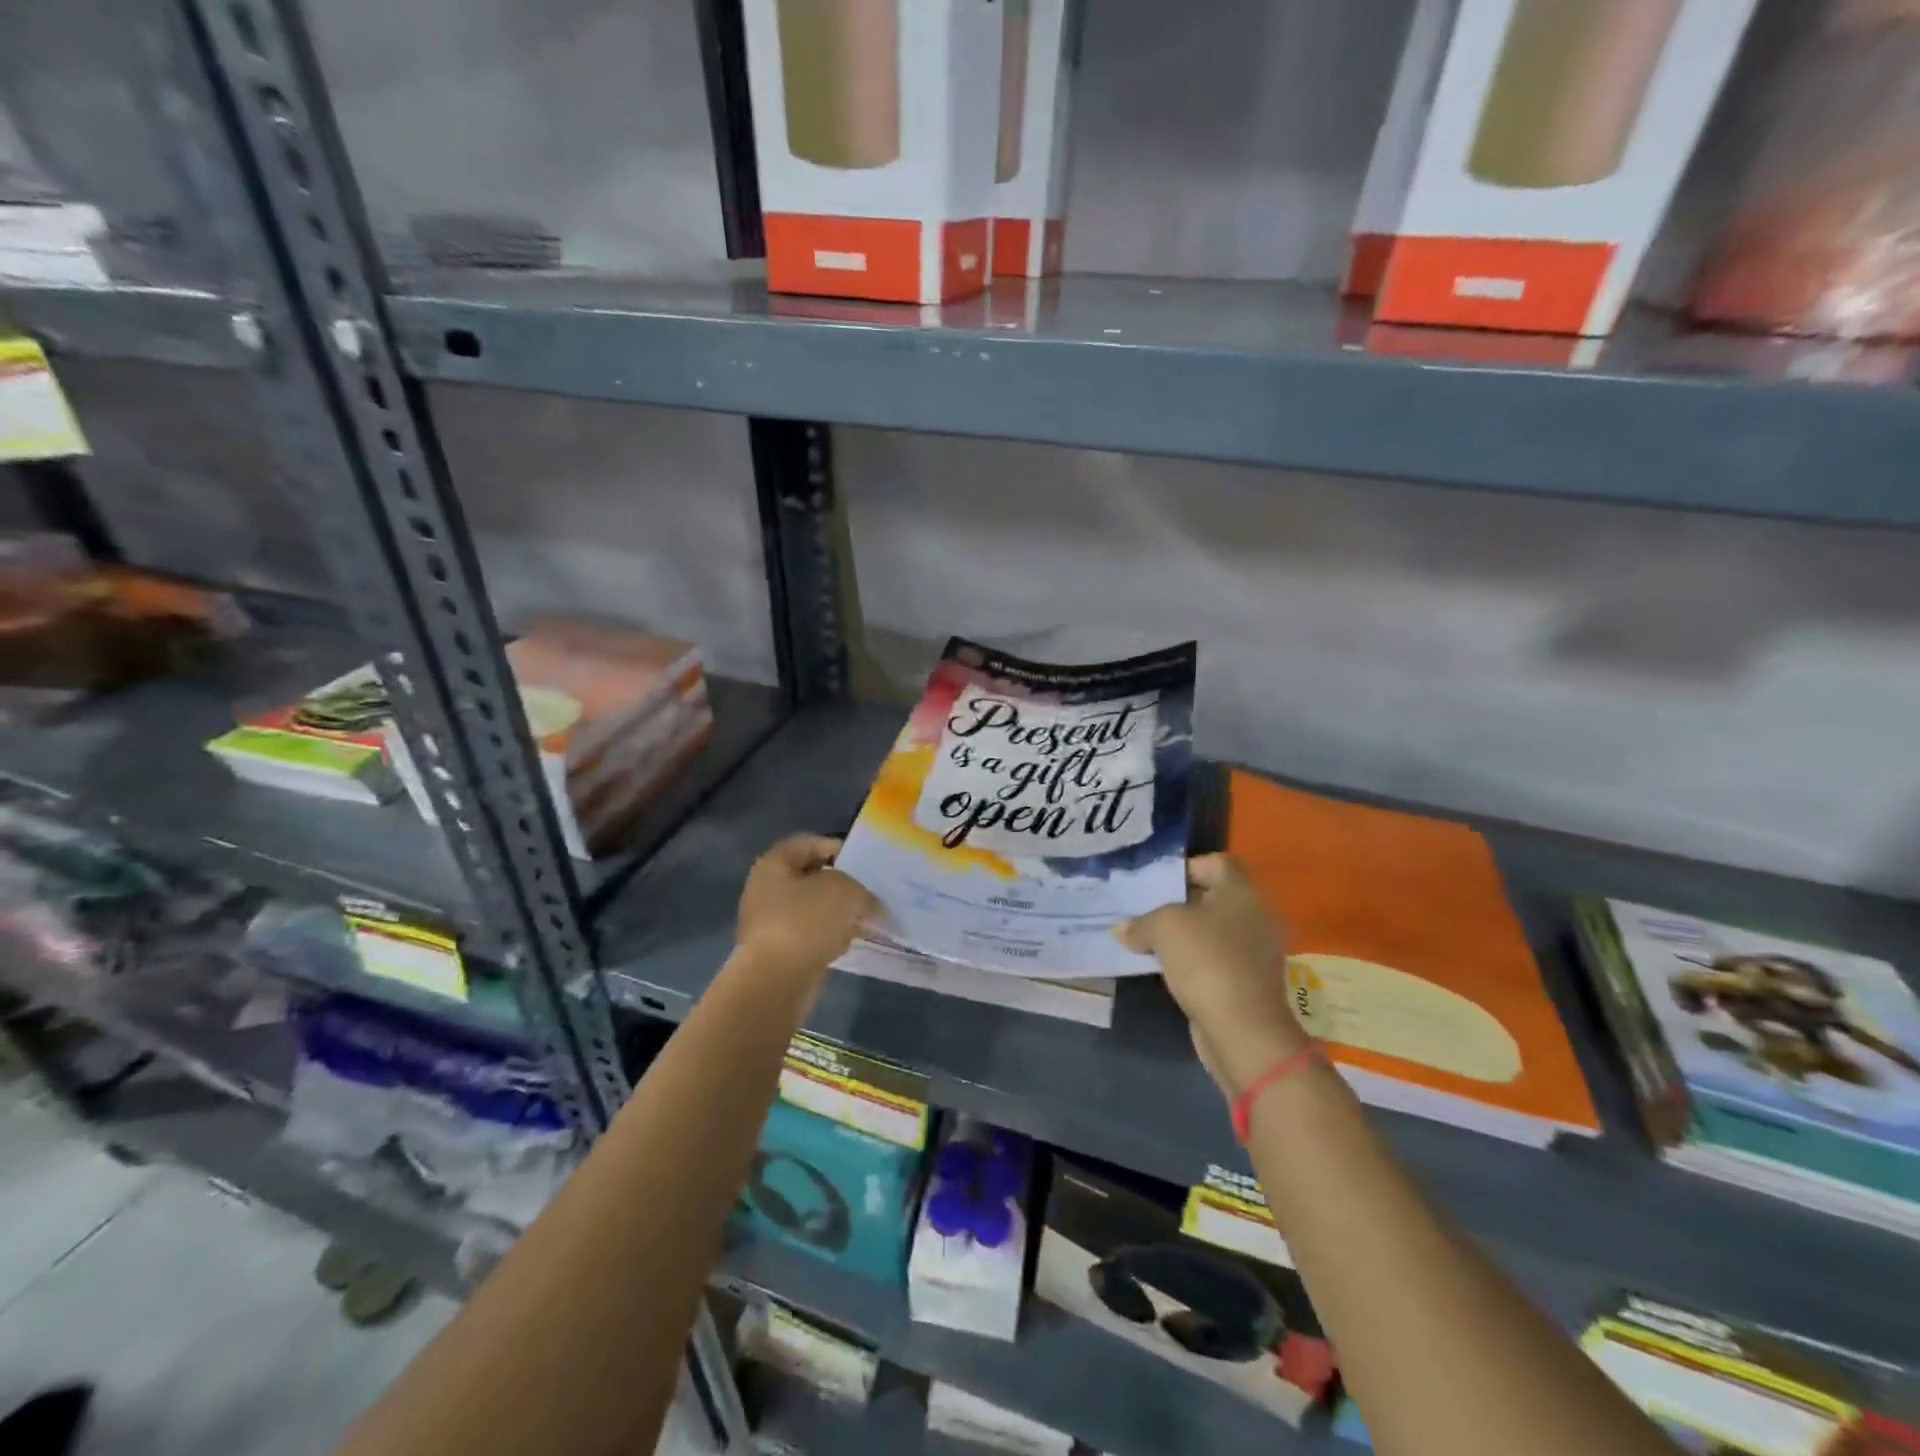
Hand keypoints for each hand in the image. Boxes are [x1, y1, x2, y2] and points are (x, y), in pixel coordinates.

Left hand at [735, 835, 877, 984]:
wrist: (776, 981)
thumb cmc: (806, 921)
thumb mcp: (846, 892)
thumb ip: (862, 892)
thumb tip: (869, 905)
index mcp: (773, 865)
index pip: (807, 843)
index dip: (835, 847)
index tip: (862, 860)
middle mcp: (766, 890)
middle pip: (809, 877)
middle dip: (840, 883)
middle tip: (867, 890)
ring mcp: (769, 923)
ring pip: (811, 909)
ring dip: (837, 912)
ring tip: (865, 917)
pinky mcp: (778, 952)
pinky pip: (809, 935)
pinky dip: (829, 936)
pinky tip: (849, 941)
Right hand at [1118, 854, 1308, 1096]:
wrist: (1242, 1029)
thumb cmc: (1206, 960)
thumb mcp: (1163, 927)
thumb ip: (1141, 922)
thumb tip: (1124, 930)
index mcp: (1242, 891)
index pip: (1216, 863)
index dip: (1185, 867)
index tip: (1156, 883)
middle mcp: (1254, 915)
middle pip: (1212, 897)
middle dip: (1177, 902)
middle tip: (1143, 909)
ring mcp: (1254, 951)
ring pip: (1212, 930)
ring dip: (1182, 934)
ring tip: (1146, 938)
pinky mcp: (1247, 981)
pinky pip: (1214, 958)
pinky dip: (1191, 960)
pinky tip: (1163, 967)